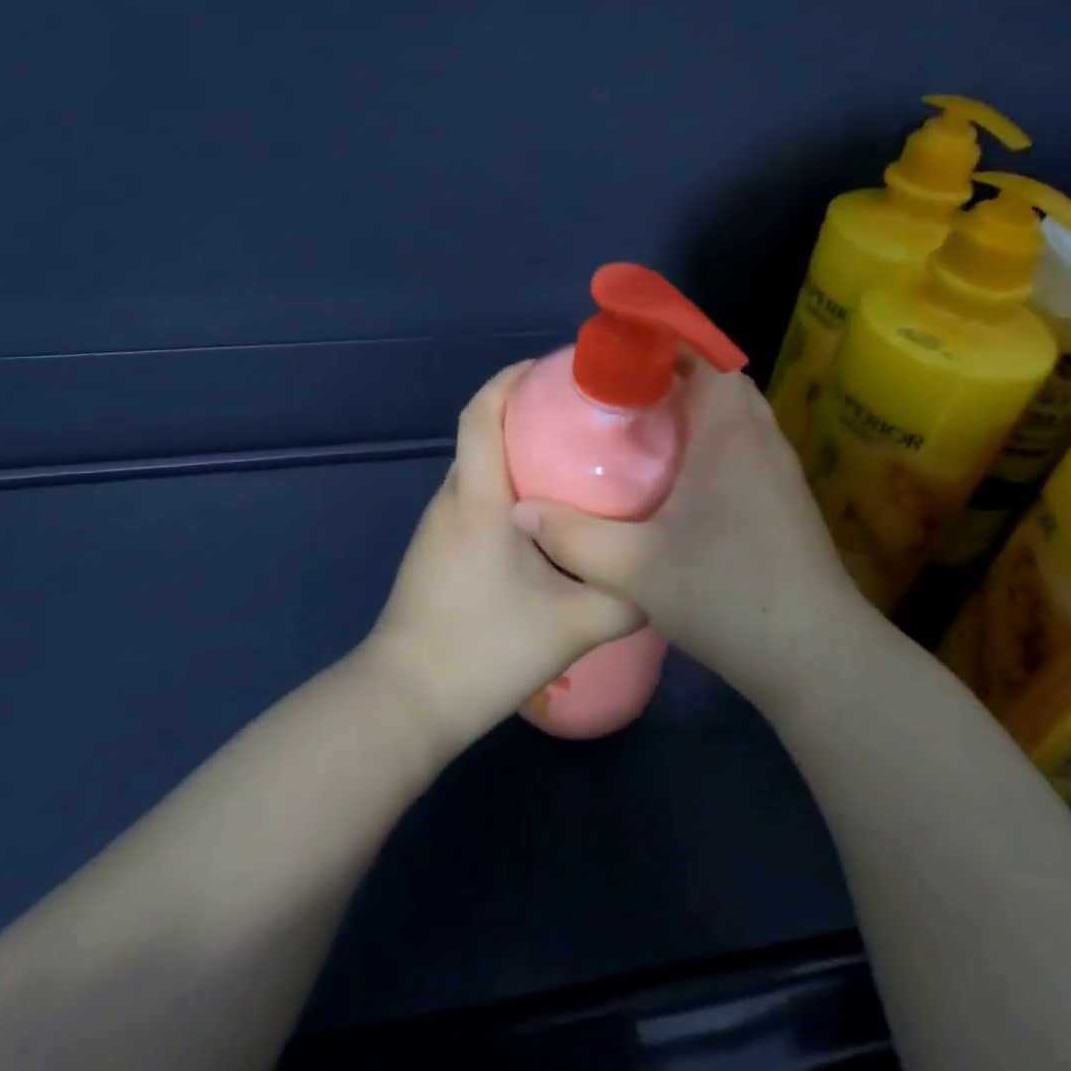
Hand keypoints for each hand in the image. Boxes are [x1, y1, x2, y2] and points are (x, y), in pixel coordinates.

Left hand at [363, 362, 644, 752]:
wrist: (407, 702)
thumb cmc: (485, 648)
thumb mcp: (574, 624)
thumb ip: (626, 595)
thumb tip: (662, 573)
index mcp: (477, 497)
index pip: (482, 412)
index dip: (512, 378)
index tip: (554, 368)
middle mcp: (452, 500)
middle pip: (484, 434)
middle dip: (529, 414)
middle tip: (588, 420)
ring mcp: (439, 527)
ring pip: (481, 471)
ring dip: (520, 455)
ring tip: (577, 465)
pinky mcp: (438, 553)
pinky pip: (476, 500)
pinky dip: (509, 489)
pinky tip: (547, 520)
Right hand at [509, 363, 892, 711]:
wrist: (815, 655)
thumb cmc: (725, 592)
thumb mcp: (634, 568)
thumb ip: (573, 536)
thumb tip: (520, 512)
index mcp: (729, 433)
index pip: (706, 358)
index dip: (666, 344)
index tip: (622, 353)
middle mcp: (761, 439)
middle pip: (724, 382)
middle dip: (678, 376)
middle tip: (626, 393)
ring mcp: (781, 471)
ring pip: (739, 417)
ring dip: (700, 410)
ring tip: (648, 429)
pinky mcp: (788, 502)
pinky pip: (747, 447)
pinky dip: (716, 442)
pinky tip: (682, 480)